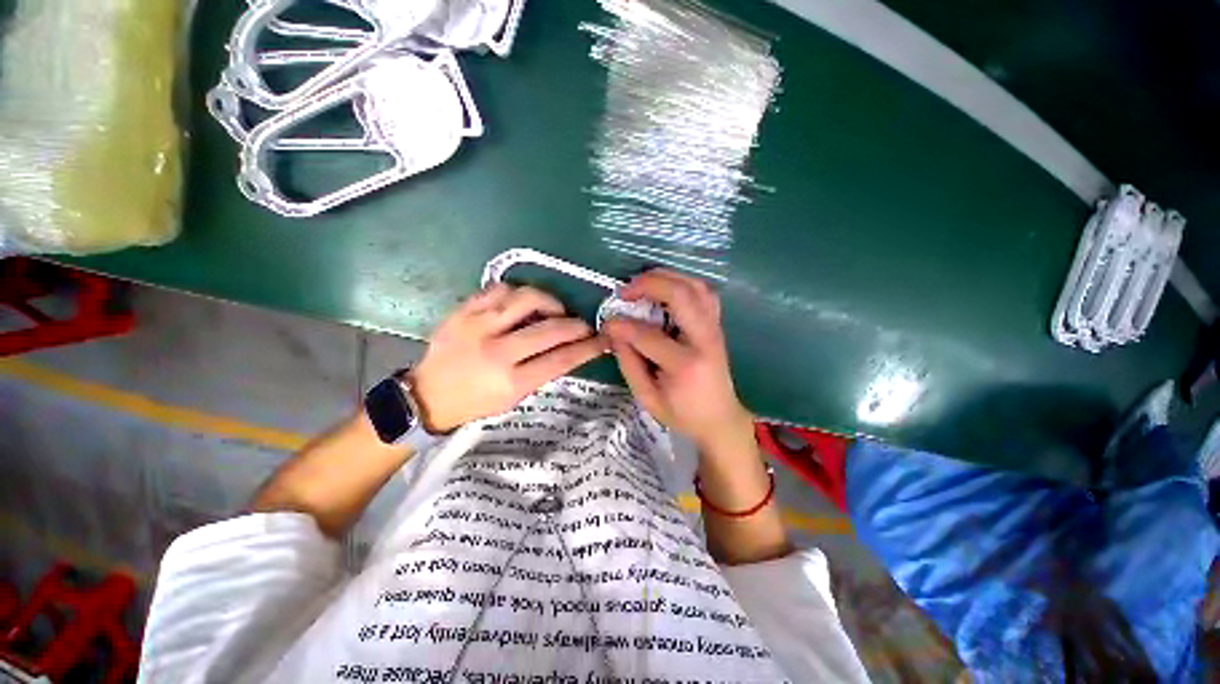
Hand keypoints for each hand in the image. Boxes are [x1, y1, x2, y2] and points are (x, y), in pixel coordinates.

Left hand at [410, 283, 606, 431]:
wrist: (428, 395)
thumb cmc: (477, 402)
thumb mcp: (514, 398)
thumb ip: (543, 372)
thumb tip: (570, 348)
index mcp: (510, 381)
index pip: (561, 360)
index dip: (588, 348)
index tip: (603, 340)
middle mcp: (496, 351)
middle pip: (550, 328)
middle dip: (577, 325)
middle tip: (584, 326)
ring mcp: (477, 326)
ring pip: (527, 298)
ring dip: (550, 303)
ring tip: (553, 311)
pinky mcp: (463, 310)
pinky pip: (500, 288)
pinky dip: (518, 293)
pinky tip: (522, 303)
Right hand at [602, 270, 753, 453]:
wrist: (720, 418)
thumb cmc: (682, 413)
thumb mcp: (647, 398)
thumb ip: (629, 363)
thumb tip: (614, 332)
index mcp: (685, 364)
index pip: (649, 335)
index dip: (623, 326)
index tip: (607, 323)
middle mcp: (704, 340)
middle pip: (681, 295)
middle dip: (649, 284)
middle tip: (626, 291)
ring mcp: (715, 329)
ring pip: (695, 286)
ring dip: (667, 277)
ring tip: (643, 284)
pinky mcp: (717, 325)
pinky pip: (703, 292)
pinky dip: (683, 283)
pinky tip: (666, 290)